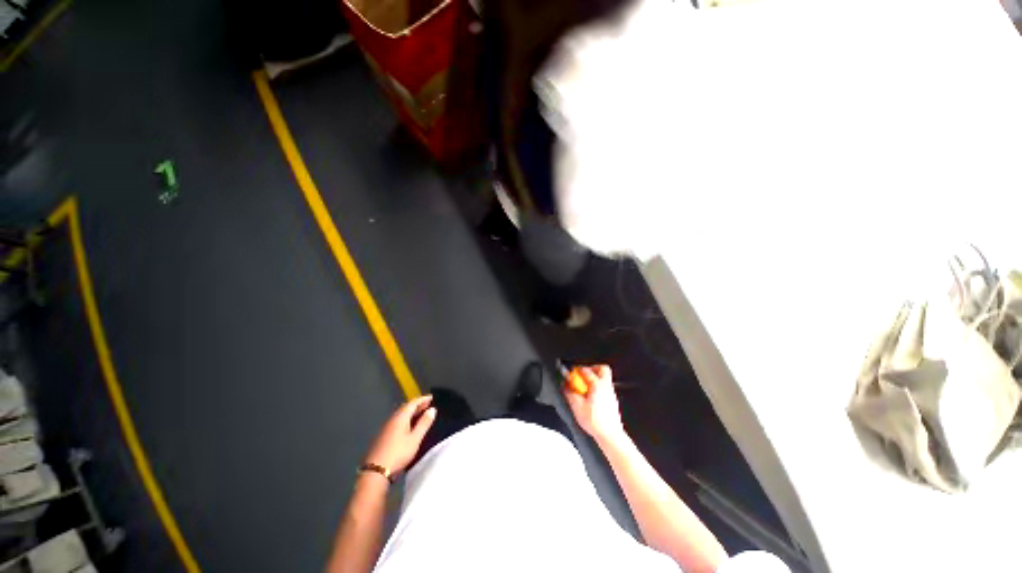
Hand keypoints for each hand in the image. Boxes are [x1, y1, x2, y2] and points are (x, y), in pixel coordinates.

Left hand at [365, 395, 435, 474]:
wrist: (376, 471)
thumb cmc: (398, 453)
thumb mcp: (415, 439)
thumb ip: (424, 423)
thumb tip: (432, 409)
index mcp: (400, 417)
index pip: (413, 403)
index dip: (422, 399)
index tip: (431, 397)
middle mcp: (392, 419)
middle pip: (405, 408)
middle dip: (416, 405)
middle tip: (427, 405)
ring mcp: (385, 428)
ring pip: (400, 415)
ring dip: (410, 412)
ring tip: (419, 414)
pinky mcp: (382, 436)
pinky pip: (396, 421)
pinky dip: (405, 419)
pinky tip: (408, 426)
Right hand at [564, 365, 623, 442]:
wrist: (610, 435)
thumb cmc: (596, 422)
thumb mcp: (577, 407)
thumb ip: (570, 393)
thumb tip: (565, 385)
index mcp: (598, 385)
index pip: (585, 370)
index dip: (576, 370)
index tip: (570, 374)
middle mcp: (606, 386)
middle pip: (602, 368)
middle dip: (591, 368)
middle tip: (582, 374)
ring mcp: (611, 393)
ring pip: (604, 378)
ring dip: (594, 378)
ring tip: (585, 386)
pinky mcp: (612, 400)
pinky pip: (605, 387)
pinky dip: (597, 387)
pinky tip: (591, 396)